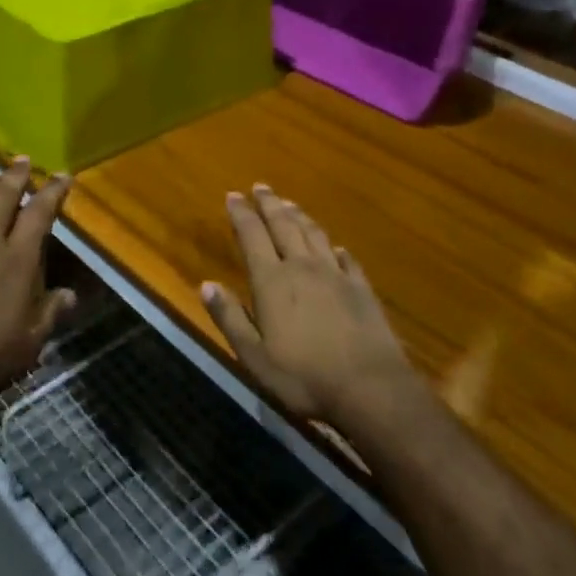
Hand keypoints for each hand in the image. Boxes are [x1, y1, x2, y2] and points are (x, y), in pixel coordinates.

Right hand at [201, 185, 417, 428]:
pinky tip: (334, 246)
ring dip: (299, 216)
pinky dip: (335, 248)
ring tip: (289, 204)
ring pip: (314, 235)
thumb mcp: (254, 356)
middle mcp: (302, 267)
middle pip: (283, 226)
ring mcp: (336, 275)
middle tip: (260, 187)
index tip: (233, 195)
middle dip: (269, 204)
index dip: (241, 214)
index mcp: (272, 281)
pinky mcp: (361, 288)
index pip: (252, 236)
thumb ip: (230, 318)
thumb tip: (206, 284)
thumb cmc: (303, 377)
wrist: (370, 388)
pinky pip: (346, 258)